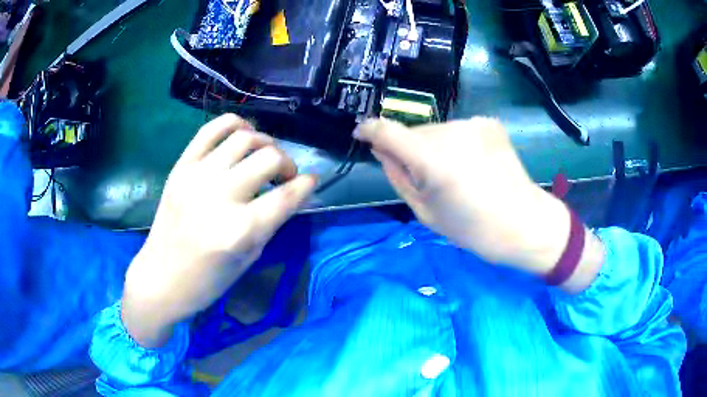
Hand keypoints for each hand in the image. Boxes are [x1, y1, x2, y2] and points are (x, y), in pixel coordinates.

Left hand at [122, 114, 315, 346]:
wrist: (161, 277)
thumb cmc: (208, 280)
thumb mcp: (248, 258)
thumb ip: (271, 221)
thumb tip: (293, 192)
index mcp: (239, 230)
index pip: (287, 195)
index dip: (307, 185)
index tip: (312, 181)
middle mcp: (219, 197)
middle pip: (269, 157)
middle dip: (287, 164)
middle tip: (284, 177)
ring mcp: (196, 176)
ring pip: (245, 137)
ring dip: (265, 144)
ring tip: (263, 158)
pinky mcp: (181, 166)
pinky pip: (212, 129)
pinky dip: (235, 125)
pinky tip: (242, 136)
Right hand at [354, 118, 602, 290]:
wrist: (523, 223)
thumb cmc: (473, 229)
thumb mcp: (425, 212)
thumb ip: (398, 175)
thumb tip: (380, 149)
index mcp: (433, 160)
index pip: (387, 131)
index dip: (369, 130)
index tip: (361, 135)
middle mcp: (452, 132)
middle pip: (414, 133)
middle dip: (410, 149)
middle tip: (426, 177)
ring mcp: (473, 123)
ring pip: (437, 131)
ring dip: (434, 147)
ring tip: (454, 174)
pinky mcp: (489, 123)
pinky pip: (459, 130)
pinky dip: (456, 144)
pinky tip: (472, 164)